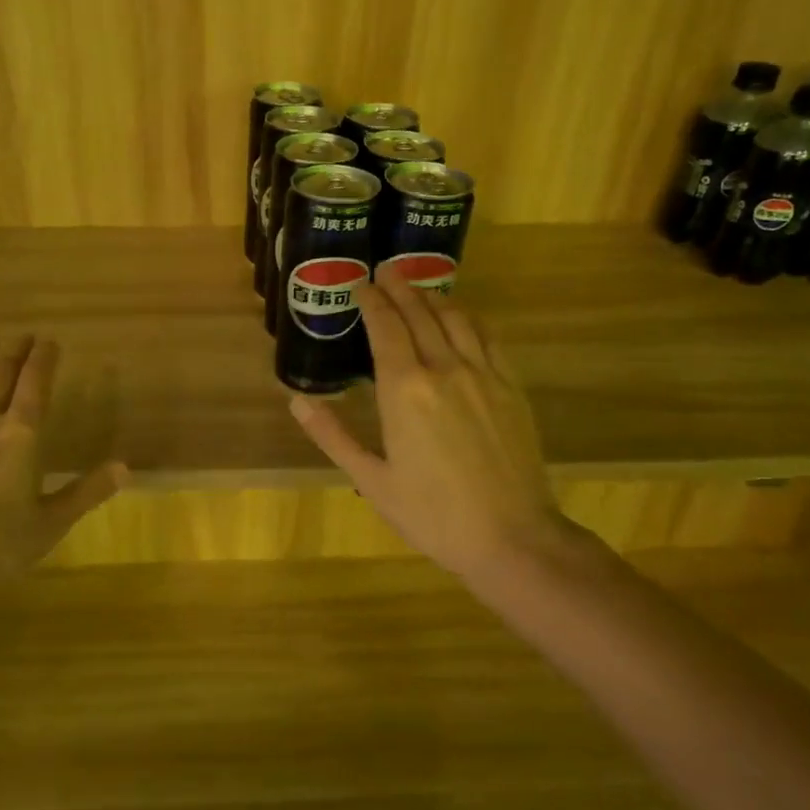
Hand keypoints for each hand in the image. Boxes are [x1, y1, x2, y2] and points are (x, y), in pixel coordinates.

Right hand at [289, 268, 575, 581]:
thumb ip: (333, 436)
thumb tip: (297, 401)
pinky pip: (488, 338)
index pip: (385, 328)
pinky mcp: (511, 388)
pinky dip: (469, 318)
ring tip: (418, 287)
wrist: (512, 537)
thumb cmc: (432, 514)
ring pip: (457, 319)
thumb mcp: (372, 480)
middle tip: (386, 271)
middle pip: (420, 314)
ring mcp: (484, 375)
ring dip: (434, 297)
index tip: (361, 284)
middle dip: (400, 289)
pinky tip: (462, 316)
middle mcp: (444, 369)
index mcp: (404, 391)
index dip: (372, 302)